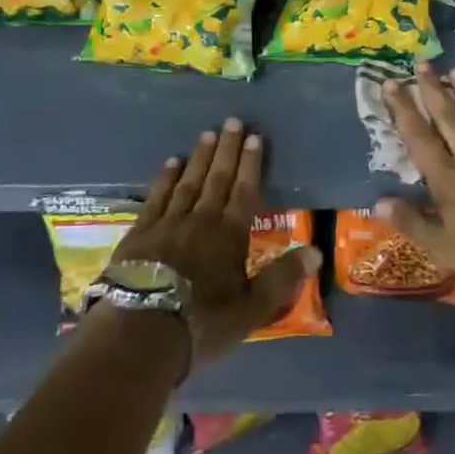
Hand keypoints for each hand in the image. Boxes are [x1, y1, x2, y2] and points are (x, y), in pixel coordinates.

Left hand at [109, 118, 318, 365]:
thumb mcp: (250, 310)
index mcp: (230, 235)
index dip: (251, 163)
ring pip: (188, 182)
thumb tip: (315, 252)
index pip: (245, 191)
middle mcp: (201, 220)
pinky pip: (156, 197)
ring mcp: (168, 223)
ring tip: (207, 134)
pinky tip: (170, 163)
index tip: (255, 137)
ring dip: (199, 157)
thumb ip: (281, 279)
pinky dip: (165, 178)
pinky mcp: (140, 233)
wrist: (140, 332)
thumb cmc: (201, 325)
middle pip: (217, 178)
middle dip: (227, 149)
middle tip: (232, 121)